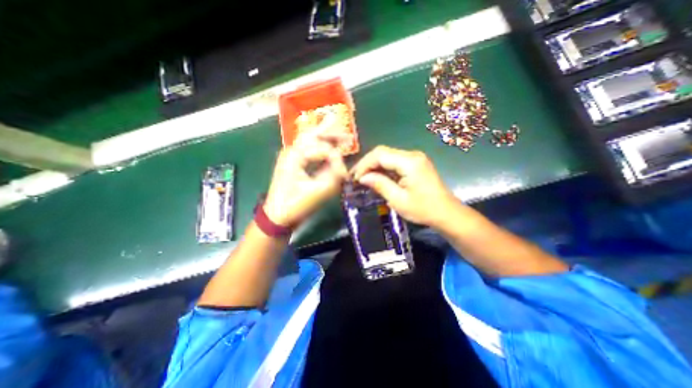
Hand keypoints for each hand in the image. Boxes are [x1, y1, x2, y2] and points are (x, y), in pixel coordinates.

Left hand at [265, 135, 350, 227]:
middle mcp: (292, 150)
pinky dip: (320, 147)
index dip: (337, 160)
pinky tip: (329, 147)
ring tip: (341, 139)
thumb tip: (344, 170)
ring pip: (311, 139)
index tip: (345, 175)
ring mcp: (291, 155)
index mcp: (295, 155)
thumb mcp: (317, 192)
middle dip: (332, 134)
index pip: (323, 149)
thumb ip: (333, 177)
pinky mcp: (293, 162)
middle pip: (314, 134)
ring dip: (326, 138)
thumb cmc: (294, 205)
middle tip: (348, 138)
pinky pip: (309, 148)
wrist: (276, 215)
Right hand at [353, 146, 460, 227]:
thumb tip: (362, 177)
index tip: (354, 177)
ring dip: (374, 166)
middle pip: (383, 152)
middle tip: (356, 177)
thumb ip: (380, 184)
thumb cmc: (423, 209)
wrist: (446, 213)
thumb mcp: (398, 200)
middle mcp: (412, 155)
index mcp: (409, 162)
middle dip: (367, 164)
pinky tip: (376, 177)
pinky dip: (383, 169)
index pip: (380, 155)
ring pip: (387, 156)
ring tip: (363, 178)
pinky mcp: (415, 163)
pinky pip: (394, 161)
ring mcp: (415, 158)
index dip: (364, 164)